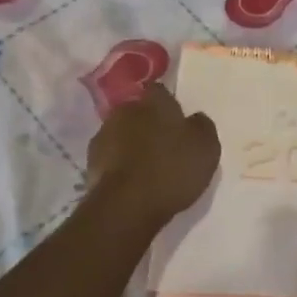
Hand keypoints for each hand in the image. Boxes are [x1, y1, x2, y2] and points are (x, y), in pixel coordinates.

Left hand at [86, 82, 219, 225]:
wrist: (126, 205)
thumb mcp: (206, 147)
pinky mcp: (90, 163)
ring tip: (146, 166)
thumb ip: (202, 126)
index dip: (168, 104)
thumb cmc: (171, 169)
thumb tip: (195, 119)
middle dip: (148, 123)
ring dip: (131, 144)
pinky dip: (119, 164)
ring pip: (121, 133)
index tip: (177, 119)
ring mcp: (103, 136)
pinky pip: (110, 157)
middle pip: (138, 112)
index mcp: (154, 102)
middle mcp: (125, 111)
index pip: (160, 91)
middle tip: (163, 143)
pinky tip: (131, 181)